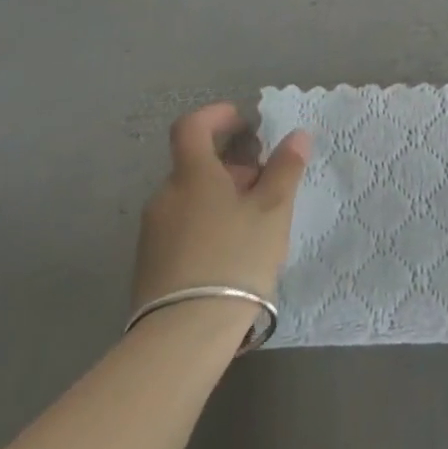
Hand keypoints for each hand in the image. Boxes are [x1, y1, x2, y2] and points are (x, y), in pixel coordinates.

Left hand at [132, 103, 309, 311]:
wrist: (184, 333)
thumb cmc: (235, 257)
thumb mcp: (272, 211)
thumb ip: (285, 169)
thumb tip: (297, 135)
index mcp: (192, 175)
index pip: (191, 127)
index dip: (216, 116)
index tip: (243, 122)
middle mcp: (165, 196)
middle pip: (196, 165)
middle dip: (231, 166)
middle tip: (265, 183)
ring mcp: (153, 231)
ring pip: (190, 198)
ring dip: (220, 197)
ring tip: (253, 222)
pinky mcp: (150, 263)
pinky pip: (182, 227)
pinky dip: (206, 223)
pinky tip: (231, 252)